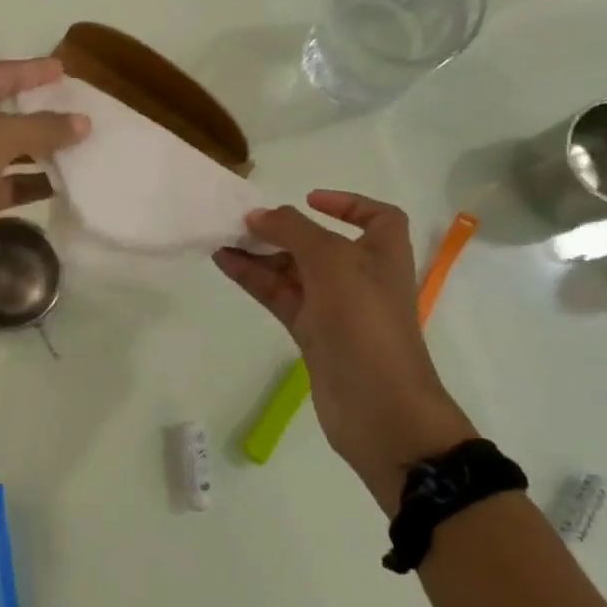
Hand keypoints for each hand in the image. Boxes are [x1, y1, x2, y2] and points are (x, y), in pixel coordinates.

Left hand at [0, 59, 89, 284]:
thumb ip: (42, 127)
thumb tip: (83, 122)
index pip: (2, 74)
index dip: (33, 71)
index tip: (66, 70)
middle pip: (8, 110)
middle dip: (44, 111)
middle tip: (84, 110)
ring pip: (11, 148)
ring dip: (44, 149)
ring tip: (85, 147)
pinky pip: (8, 182)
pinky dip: (32, 182)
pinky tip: (64, 185)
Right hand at [215, 190, 474, 510]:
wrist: (379, 407)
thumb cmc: (365, 321)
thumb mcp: (332, 262)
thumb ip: (293, 231)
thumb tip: (258, 215)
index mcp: (383, 255)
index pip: (377, 217)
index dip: (348, 203)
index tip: (310, 199)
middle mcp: (361, 277)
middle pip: (321, 243)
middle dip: (286, 230)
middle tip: (246, 221)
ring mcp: (336, 308)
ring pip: (294, 271)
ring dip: (262, 254)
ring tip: (223, 238)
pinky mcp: (313, 334)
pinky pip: (281, 297)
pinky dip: (255, 279)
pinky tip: (226, 264)